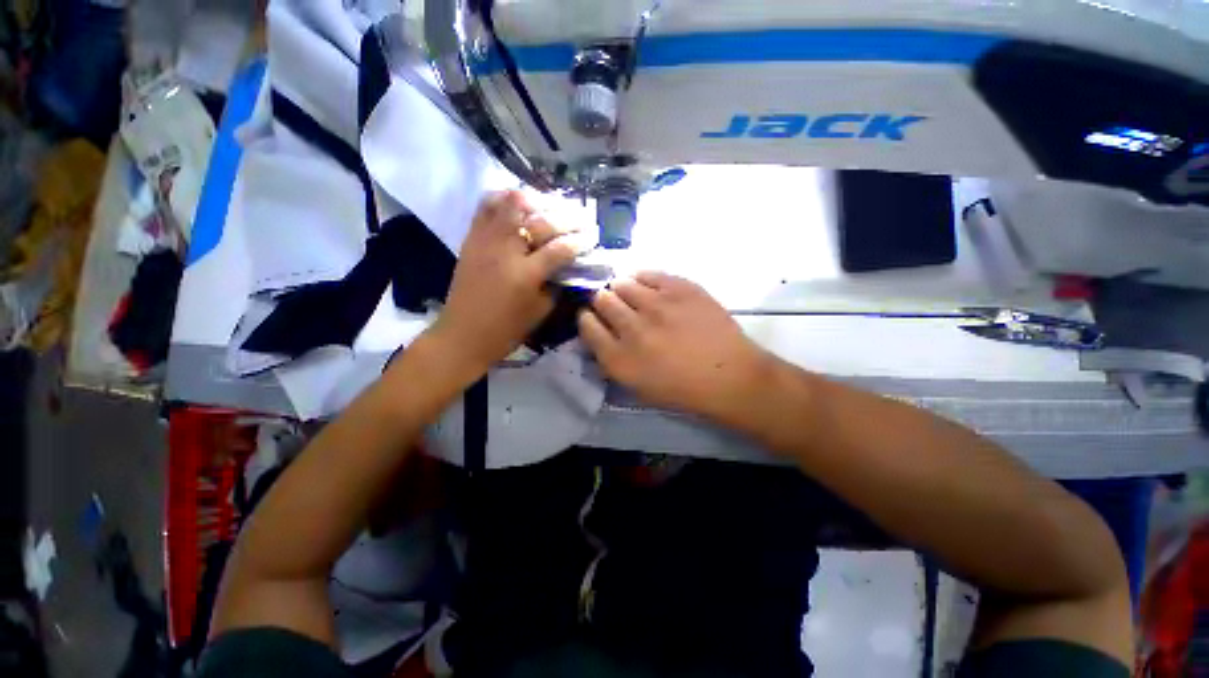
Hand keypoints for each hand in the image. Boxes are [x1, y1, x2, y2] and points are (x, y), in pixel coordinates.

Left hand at [429, 191, 577, 372]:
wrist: (462, 335)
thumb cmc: (505, 330)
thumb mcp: (540, 312)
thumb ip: (556, 286)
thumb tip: (568, 267)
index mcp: (526, 275)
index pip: (561, 248)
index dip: (580, 241)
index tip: (593, 237)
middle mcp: (506, 251)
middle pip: (541, 221)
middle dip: (567, 218)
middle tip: (582, 218)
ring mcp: (486, 240)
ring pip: (512, 204)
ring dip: (537, 201)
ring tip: (552, 205)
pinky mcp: (471, 238)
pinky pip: (487, 206)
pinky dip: (505, 198)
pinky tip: (518, 201)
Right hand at [578, 272, 771, 419]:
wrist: (730, 376)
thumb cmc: (683, 389)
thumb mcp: (638, 387)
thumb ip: (612, 360)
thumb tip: (600, 334)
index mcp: (619, 358)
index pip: (587, 325)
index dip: (588, 319)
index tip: (594, 318)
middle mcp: (632, 328)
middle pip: (601, 299)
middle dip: (603, 301)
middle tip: (615, 306)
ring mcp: (657, 304)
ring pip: (622, 282)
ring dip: (622, 289)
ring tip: (633, 297)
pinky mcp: (679, 288)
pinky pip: (648, 273)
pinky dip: (643, 279)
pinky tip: (649, 288)